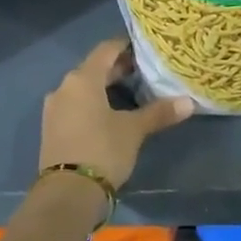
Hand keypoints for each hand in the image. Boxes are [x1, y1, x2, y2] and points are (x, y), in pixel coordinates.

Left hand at [39, 39, 192, 191]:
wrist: (67, 194)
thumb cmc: (102, 150)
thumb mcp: (134, 130)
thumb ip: (159, 113)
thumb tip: (189, 102)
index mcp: (83, 79)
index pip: (106, 49)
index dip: (125, 46)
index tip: (144, 48)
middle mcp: (64, 87)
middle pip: (93, 68)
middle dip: (117, 69)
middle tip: (143, 71)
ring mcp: (54, 108)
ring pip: (83, 88)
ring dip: (104, 87)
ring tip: (129, 93)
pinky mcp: (51, 128)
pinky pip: (74, 105)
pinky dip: (91, 103)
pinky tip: (108, 114)